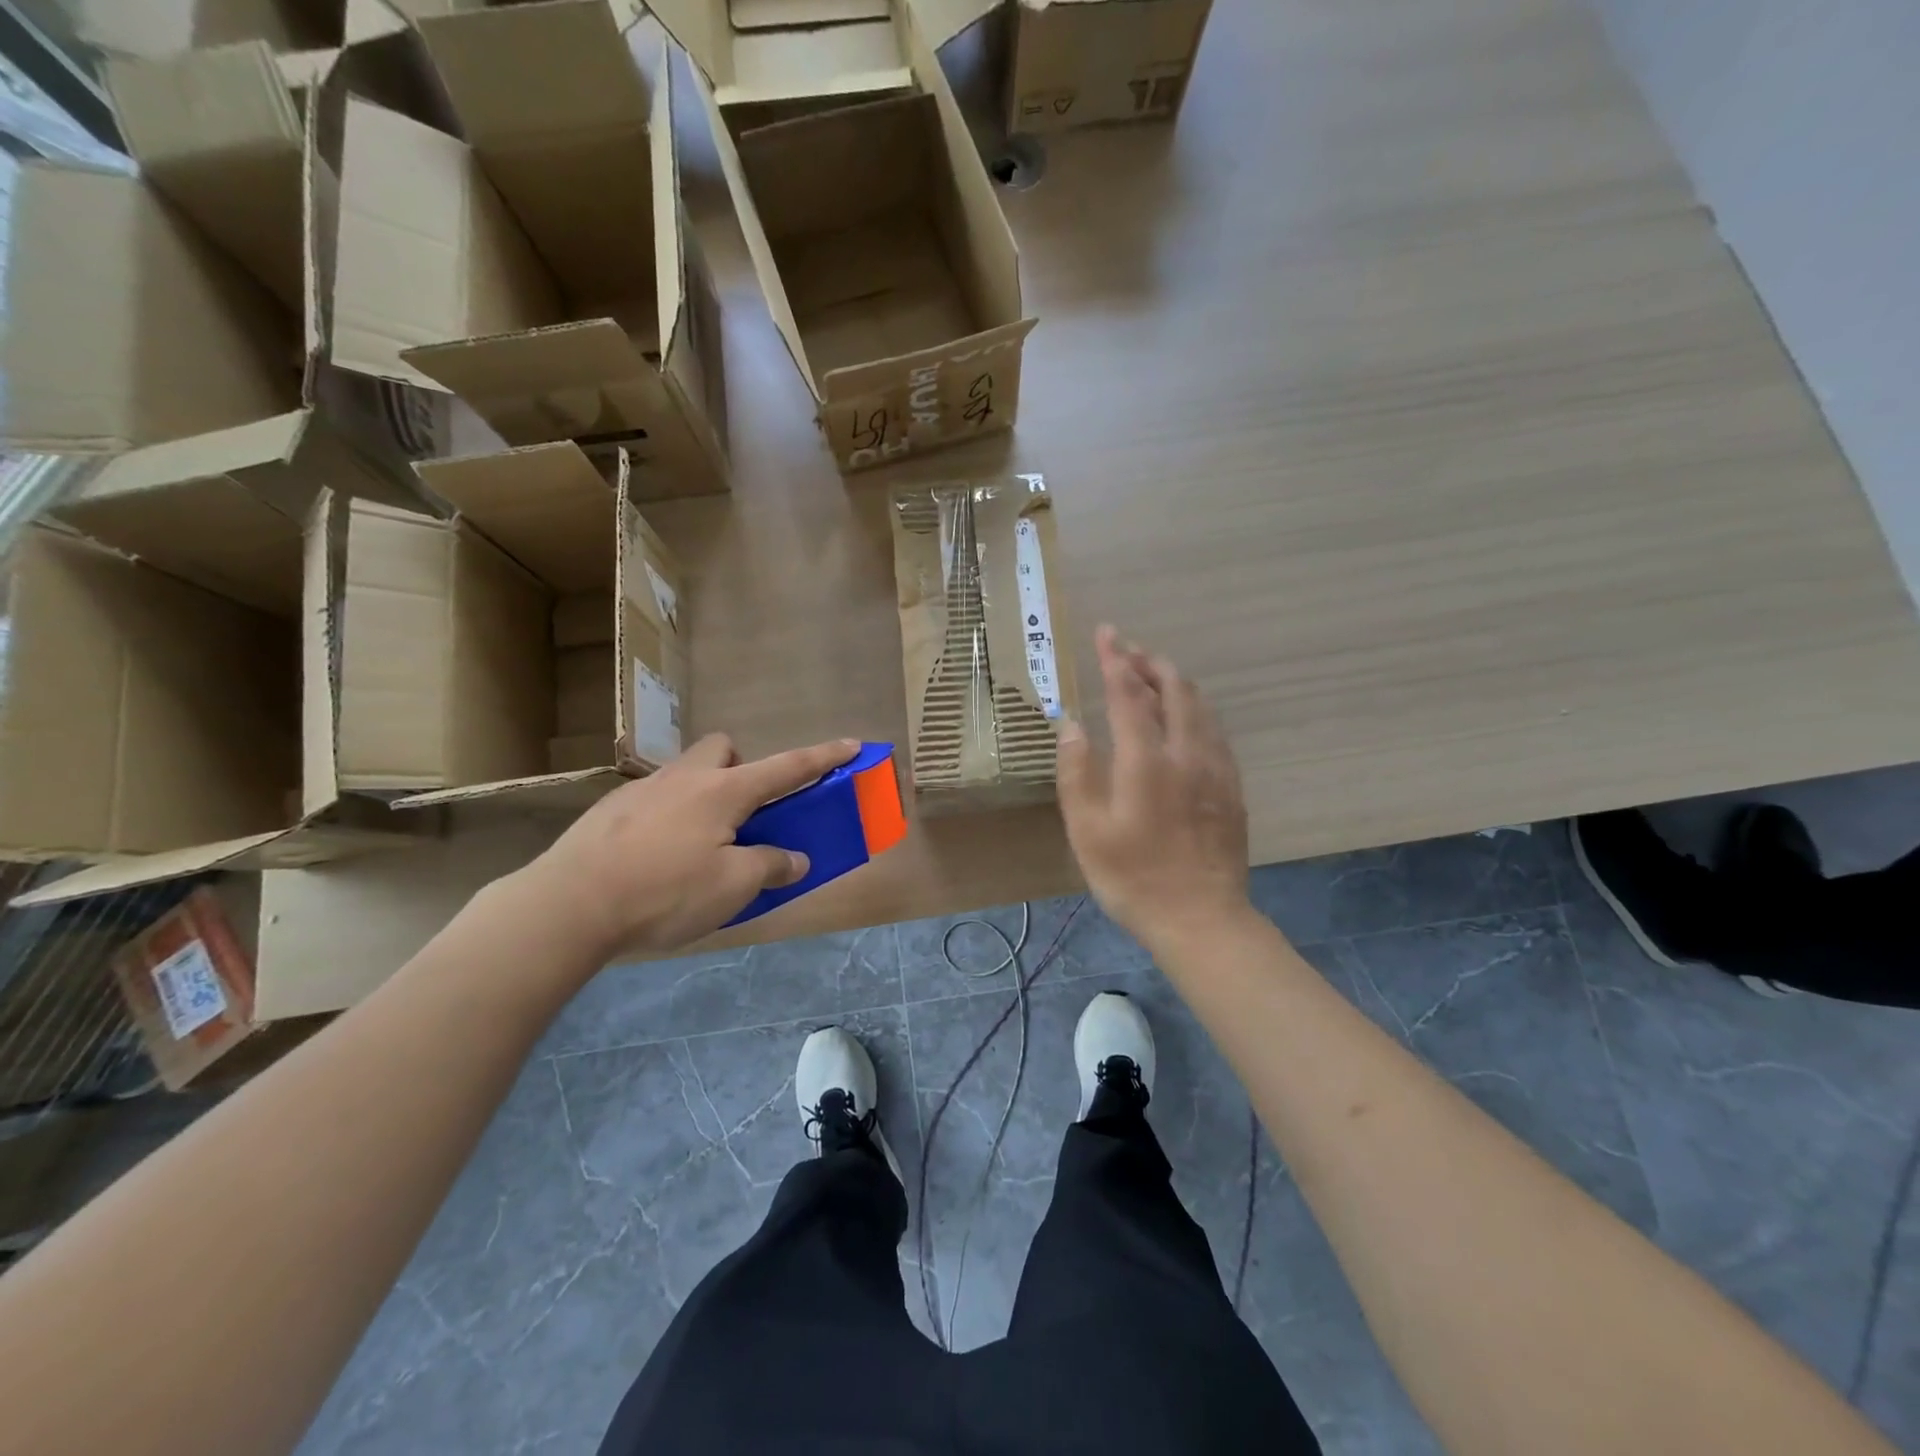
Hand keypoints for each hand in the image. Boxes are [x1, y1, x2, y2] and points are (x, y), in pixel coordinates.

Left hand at [513, 734, 859, 961]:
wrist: (569, 905)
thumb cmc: (664, 892)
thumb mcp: (732, 887)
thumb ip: (770, 866)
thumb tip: (793, 859)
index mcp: (724, 791)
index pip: (788, 767)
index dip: (824, 757)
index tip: (852, 744)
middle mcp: (686, 778)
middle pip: (724, 749)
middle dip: (741, 768)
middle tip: (742, 814)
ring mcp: (643, 790)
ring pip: (685, 773)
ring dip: (702, 795)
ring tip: (696, 846)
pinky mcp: (609, 811)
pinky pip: (654, 800)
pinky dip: (668, 819)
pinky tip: (653, 861)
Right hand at [1058, 626, 1250, 948]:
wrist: (1201, 919)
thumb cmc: (1133, 877)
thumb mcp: (1087, 831)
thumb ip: (1076, 772)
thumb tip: (1071, 724)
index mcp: (1147, 761)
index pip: (1129, 695)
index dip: (1116, 660)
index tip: (1107, 632)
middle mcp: (1186, 754)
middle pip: (1174, 690)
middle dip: (1150, 662)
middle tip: (1129, 649)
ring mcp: (1216, 770)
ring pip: (1201, 707)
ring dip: (1176, 682)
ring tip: (1155, 673)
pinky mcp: (1232, 788)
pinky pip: (1214, 731)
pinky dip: (1195, 710)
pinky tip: (1186, 719)